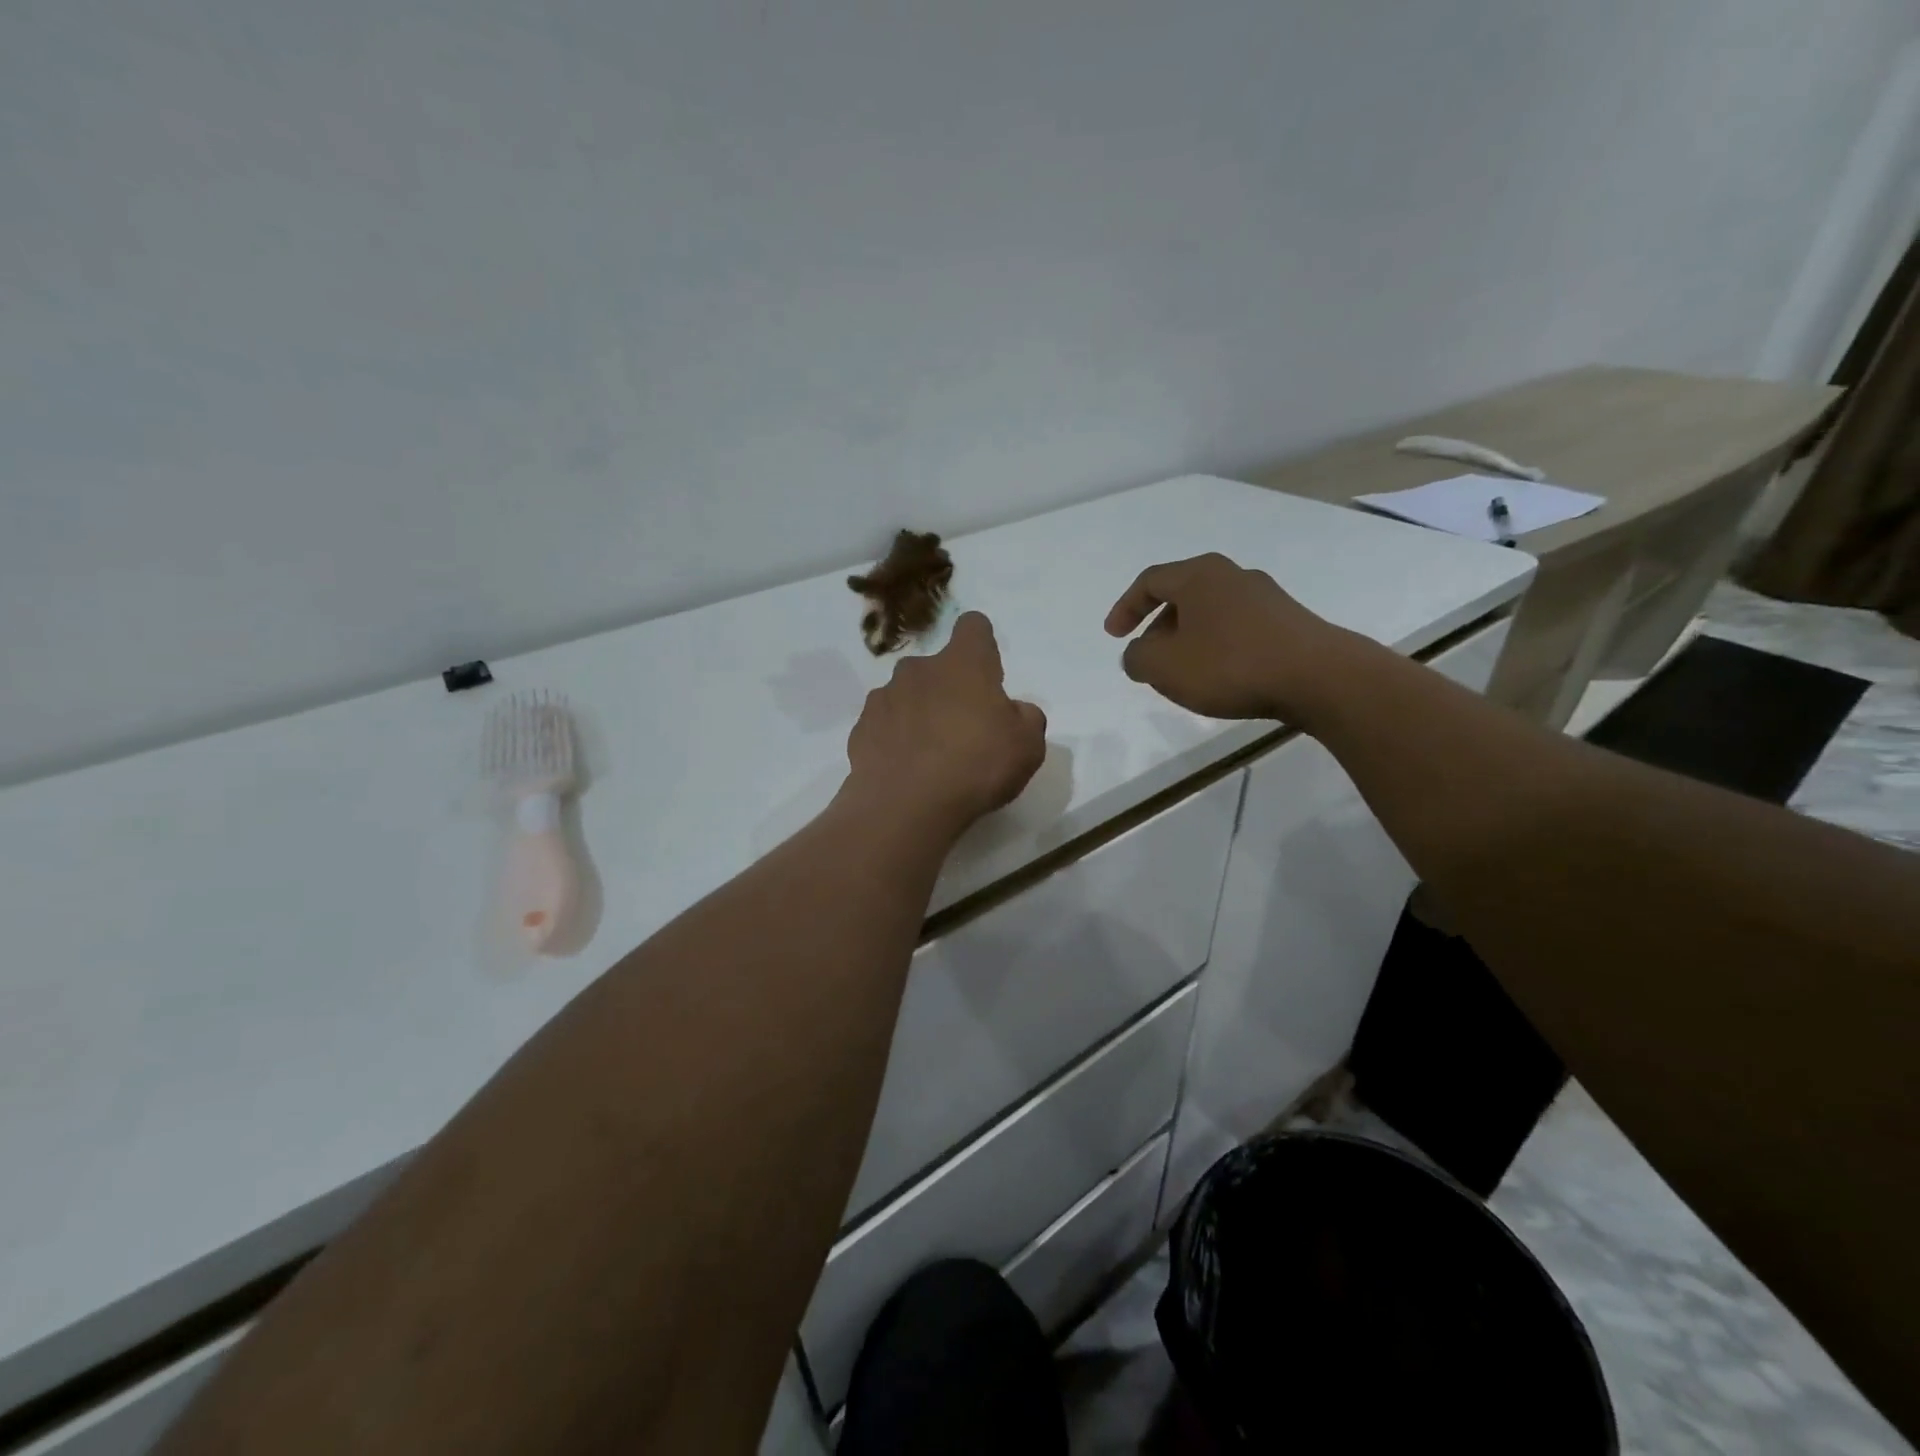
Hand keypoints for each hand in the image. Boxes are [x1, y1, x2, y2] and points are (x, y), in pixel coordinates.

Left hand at [843, 612, 1047, 835]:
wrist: (905, 806)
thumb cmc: (976, 766)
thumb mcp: (1028, 747)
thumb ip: (1027, 718)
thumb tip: (1014, 711)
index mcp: (963, 663)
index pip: (973, 627)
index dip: (982, 644)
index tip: (987, 672)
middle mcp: (919, 669)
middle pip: (938, 667)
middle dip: (950, 688)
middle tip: (965, 729)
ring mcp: (884, 697)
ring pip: (908, 695)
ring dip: (920, 713)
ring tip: (932, 755)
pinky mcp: (861, 728)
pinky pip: (885, 725)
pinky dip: (895, 739)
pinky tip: (907, 768)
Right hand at [1104, 553, 1344, 721]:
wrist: (1319, 677)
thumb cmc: (1230, 665)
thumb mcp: (1164, 667)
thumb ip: (1137, 658)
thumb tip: (1139, 654)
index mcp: (1199, 576)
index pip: (1150, 581)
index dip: (1125, 608)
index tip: (1114, 636)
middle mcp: (1232, 576)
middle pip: (1182, 595)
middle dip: (1158, 627)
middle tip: (1148, 658)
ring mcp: (1266, 597)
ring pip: (1210, 614)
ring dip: (1188, 640)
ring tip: (1183, 673)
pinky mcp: (1288, 622)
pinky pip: (1237, 629)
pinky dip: (1217, 648)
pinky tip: (1221, 677)